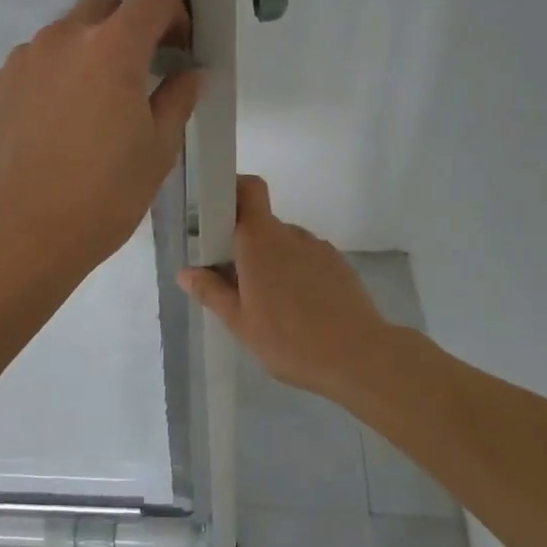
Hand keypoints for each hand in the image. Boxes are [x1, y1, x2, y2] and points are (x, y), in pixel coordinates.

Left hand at [0, 0, 200, 279]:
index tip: (176, 47)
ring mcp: (22, 59)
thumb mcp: (158, 150)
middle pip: (104, 4)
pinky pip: (33, 64)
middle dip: (128, 25)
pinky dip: (52, 77)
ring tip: (89, 107)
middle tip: (136, 73)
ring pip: (64, 34)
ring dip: (86, 52)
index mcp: (113, 48)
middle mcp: (63, 38)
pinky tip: (53, 125)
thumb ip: (178, 98)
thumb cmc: (104, 195)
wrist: (22, 233)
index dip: (174, 11)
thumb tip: (189, 73)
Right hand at [178, 176, 394, 401]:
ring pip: (286, 245)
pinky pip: (308, 260)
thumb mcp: (240, 323)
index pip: (249, 189)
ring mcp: (319, 248)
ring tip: (272, 306)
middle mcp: (291, 234)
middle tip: (237, 284)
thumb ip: (211, 292)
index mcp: (260, 240)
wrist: (360, 357)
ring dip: (274, 263)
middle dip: (246, 246)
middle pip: (262, 224)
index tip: (217, 215)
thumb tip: (186, 272)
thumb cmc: (290, 339)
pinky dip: (298, 275)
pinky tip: (301, 311)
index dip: (233, 190)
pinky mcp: (340, 265)